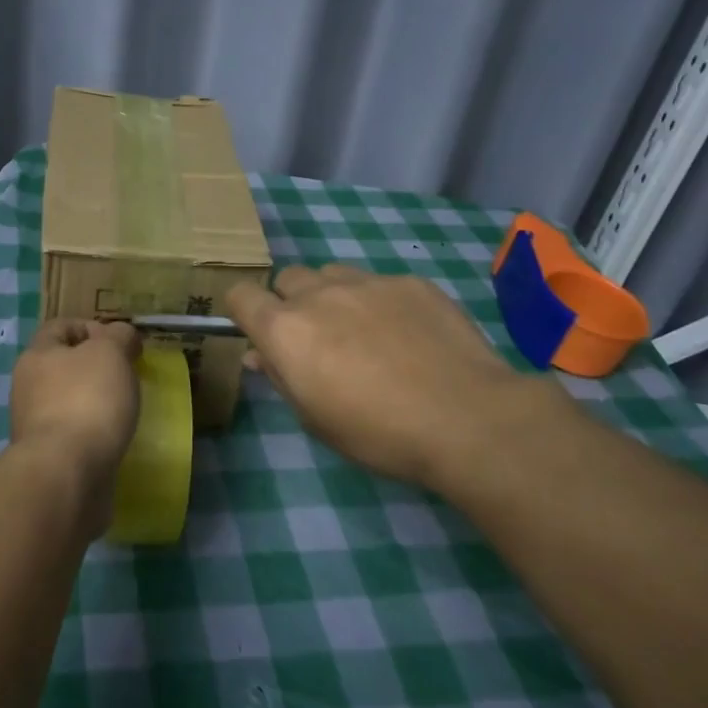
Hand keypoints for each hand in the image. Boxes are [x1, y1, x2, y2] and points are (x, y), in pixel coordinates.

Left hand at [10, 319, 142, 478]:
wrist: (66, 474)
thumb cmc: (87, 400)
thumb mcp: (111, 352)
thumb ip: (119, 336)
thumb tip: (121, 336)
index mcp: (37, 355)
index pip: (60, 327)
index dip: (91, 327)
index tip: (120, 343)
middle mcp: (28, 387)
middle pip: (64, 365)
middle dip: (96, 367)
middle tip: (127, 375)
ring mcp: (35, 425)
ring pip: (69, 401)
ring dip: (95, 402)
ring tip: (125, 409)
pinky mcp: (48, 457)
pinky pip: (74, 434)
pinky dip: (93, 433)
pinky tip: (114, 438)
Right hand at [225, 265, 563, 491]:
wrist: (466, 418)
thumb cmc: (378, 432)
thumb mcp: (316, 418)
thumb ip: (282, 377)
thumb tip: (261, 354)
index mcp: (286, 330)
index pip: (241, 295)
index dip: (245, 311)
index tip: (260, 333)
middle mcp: (319, 294)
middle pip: (288, 279)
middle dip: (293, 303)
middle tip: (318, 340)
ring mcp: (367, 282)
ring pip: (332, 274)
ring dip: (333, 296)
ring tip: (362, 332)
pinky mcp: (410, 282)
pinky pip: (379, 282)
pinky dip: (380, 302)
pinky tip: (409, 335)